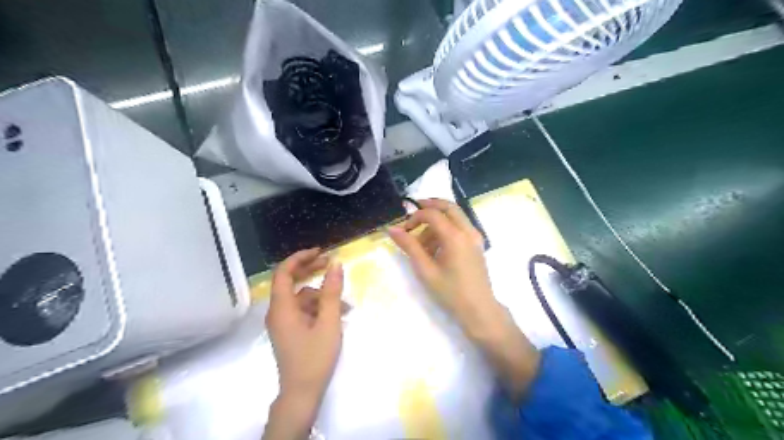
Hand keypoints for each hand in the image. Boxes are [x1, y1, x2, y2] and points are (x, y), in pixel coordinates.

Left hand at [263, 249, 343, 437]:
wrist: (302, 393)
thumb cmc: (315, 357)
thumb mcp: (328, 322)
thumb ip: (331, 292)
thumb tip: (336, 264)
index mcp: (282, 308)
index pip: (283, 272)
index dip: (300, 258)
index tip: (321, 252)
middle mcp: (278, 312)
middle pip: (291, 282)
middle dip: (312, 271)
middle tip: (332, 265)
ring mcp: (283, 322)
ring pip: (302, 297)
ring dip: (322, 296)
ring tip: (344, 305)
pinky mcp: (290, 330)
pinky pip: (304, 310)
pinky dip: (319, 308)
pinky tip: (337, 314)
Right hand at [388, 200, 542, 397]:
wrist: (479, 310)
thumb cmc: (450, 292)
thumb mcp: (425, 270)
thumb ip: (409, 246)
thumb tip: (392, 229)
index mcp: (455, 236)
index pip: (432, 214)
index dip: (415, 217)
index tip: (403, 230)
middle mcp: (468, 231)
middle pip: (448, 206)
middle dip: (429, 206)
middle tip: (412, 214)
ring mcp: (475, 237)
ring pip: (455, 216)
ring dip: (437, 221)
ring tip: (422, 243)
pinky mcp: (477, 244)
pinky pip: (460, 226)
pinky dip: (446, 228)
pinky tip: (435, 248)